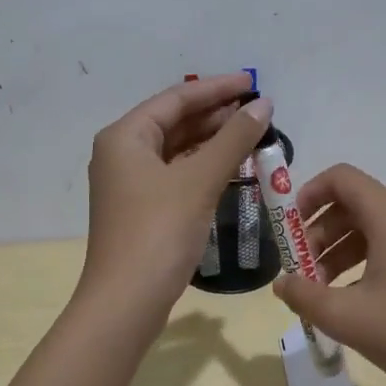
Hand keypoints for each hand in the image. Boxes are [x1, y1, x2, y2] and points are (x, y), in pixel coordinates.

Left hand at [80, 75, 273, 315]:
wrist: (126, 302)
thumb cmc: (158, 232)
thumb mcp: (199, 181)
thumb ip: (233, 139)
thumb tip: (263, 105)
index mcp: (125, 136)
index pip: (176, 98)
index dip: (217, 89)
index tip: (254, 82)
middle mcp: (122, 153)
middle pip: (174, 121)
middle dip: (216, 115)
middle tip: (259, 111)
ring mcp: (129, 183)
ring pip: (176, 150)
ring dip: (212, 141)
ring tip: (252, 134)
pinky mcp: (141, 209)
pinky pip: (176, 174)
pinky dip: (203, 167)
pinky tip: (231, 167)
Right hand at [273, 164, 385, 385]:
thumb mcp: (347, 317)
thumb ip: (304, 296)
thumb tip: (282, 285)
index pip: (341, 178)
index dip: (308, 194)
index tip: (289, 230)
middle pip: (356, 204)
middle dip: (321, 233)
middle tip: (302, 272)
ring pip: (375, 227)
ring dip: (342, 250)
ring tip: (323, 291)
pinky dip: (368, 260)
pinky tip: (356, 299)